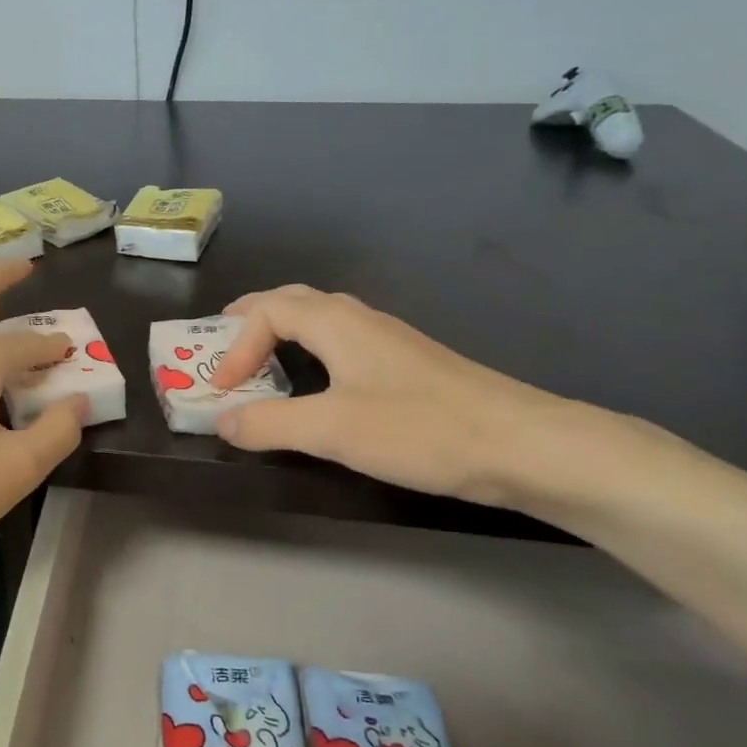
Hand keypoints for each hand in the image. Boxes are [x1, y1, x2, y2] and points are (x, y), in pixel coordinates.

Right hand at [207, 285, 570, 505]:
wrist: (523, 445)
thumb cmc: (419, 429)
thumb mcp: (330, 430)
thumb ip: (268, 424)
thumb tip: (222, 422)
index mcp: (337, 323)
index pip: (267, 311)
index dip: (235, 345)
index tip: (222, 390)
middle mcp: (361, 321)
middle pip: (294, 301)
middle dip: (252, 319)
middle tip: (223, 344)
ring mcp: (389, 341)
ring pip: (321, 321)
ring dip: (282, 334)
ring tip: (261, 361)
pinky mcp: (409, 367)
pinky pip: (343, 345)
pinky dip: (311, 354)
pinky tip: (319, 386)